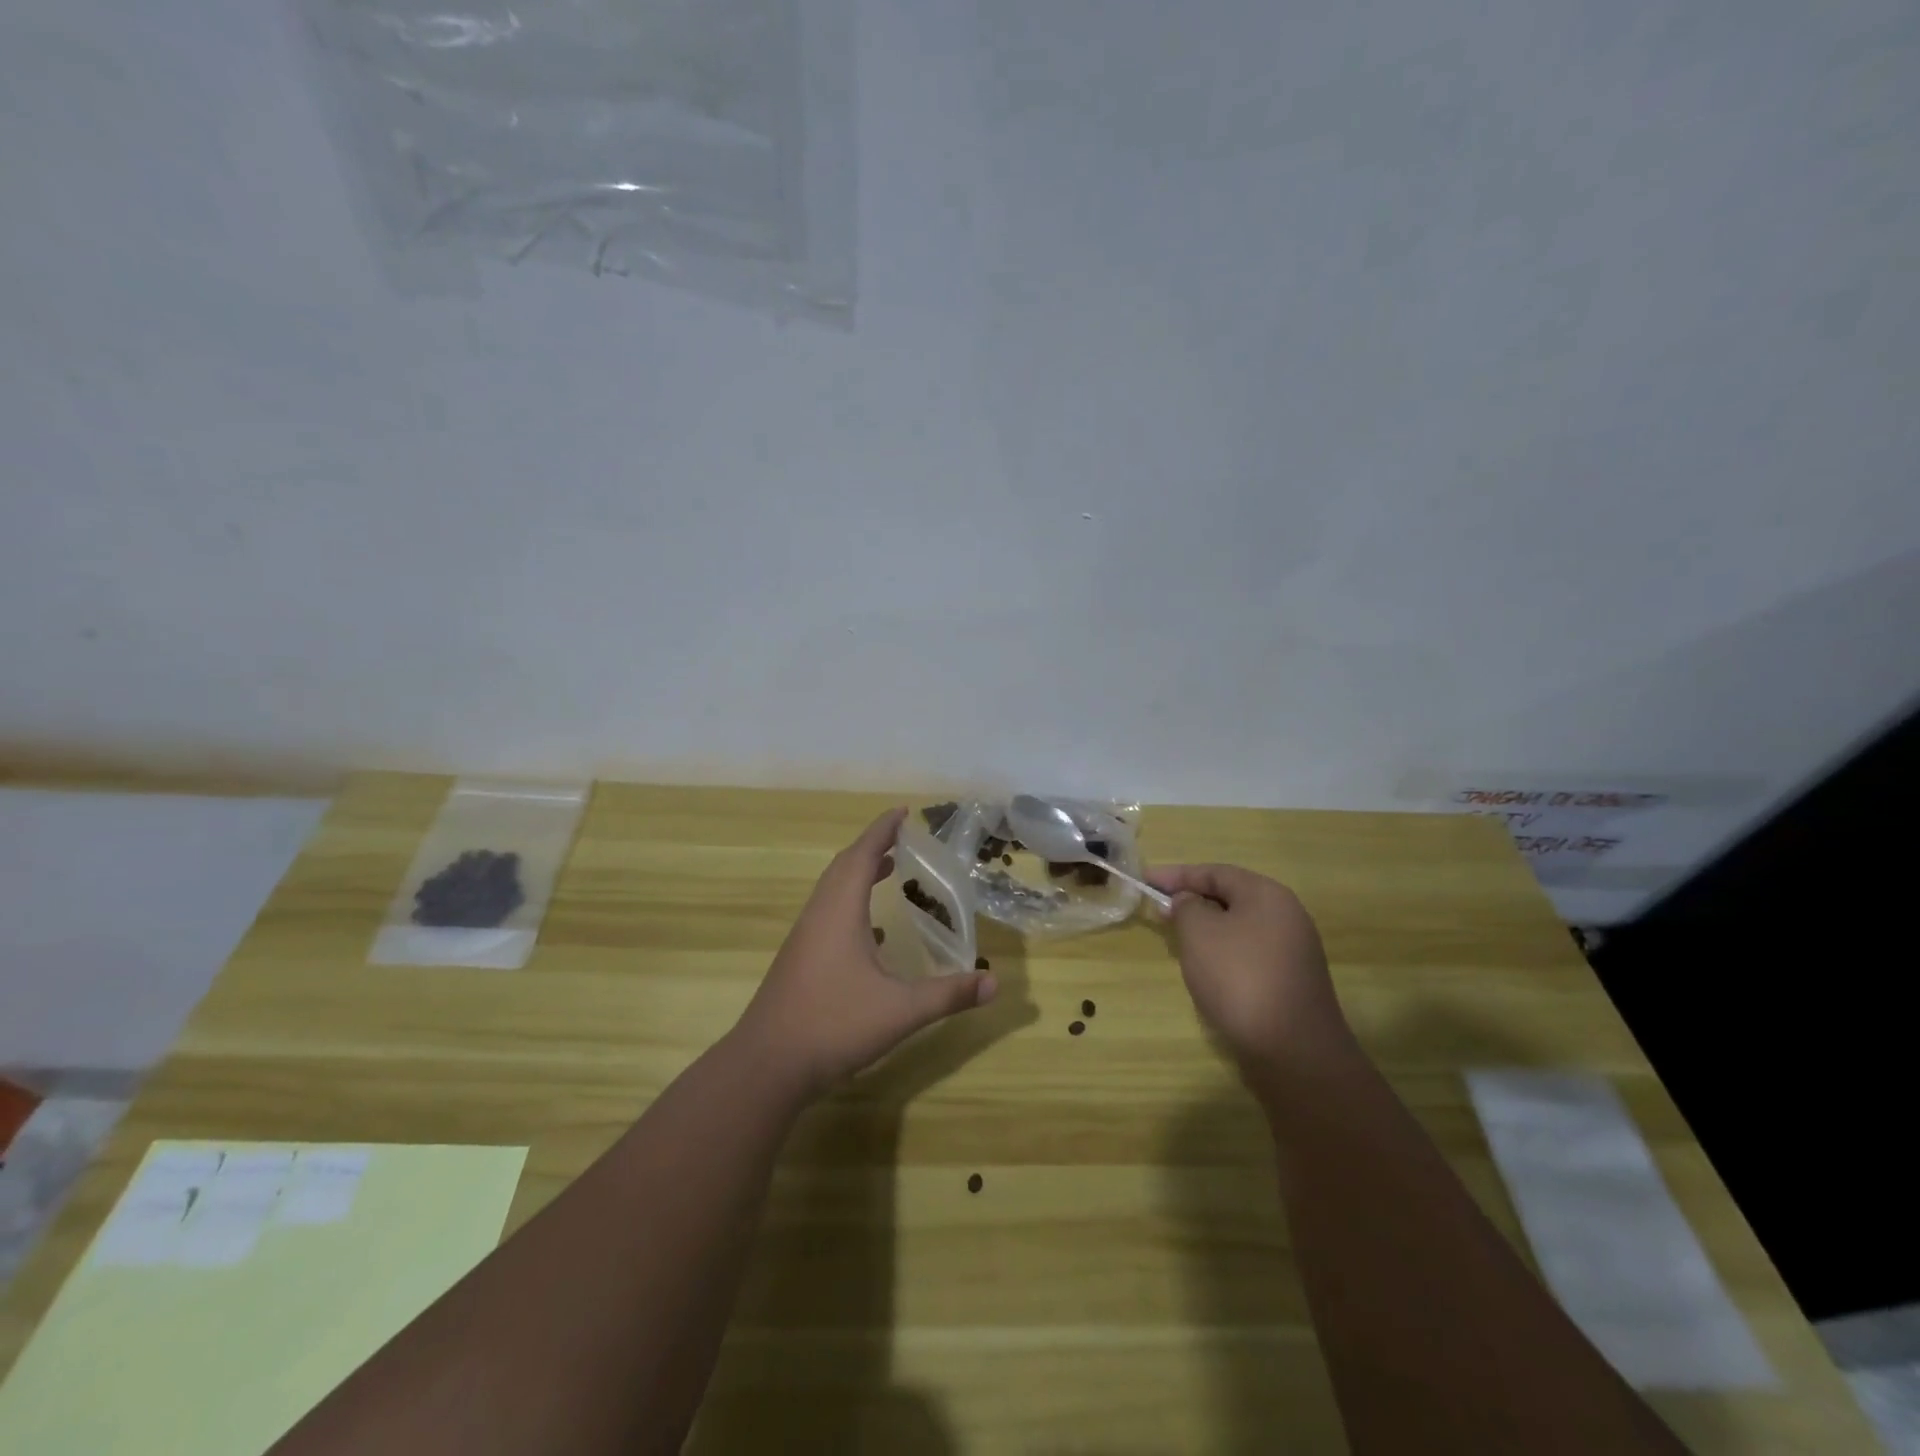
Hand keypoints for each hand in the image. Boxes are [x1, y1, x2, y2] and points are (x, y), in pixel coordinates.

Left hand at [733, 808, 997, 1098]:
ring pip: (832, 891)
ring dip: (858, 873)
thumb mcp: (900, 1010)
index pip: (862, 855)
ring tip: (887, 870)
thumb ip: (948, 995)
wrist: (768, 1065)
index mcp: (840, 911)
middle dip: (871, 846)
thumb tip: (994, 982)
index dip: (882, 830)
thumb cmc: (834, 1025)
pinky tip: (870, 932)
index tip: (902, 812)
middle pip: (843, 866)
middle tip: (900, 837)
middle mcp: (819, 915)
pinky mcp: (799, 960)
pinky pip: (827, 914)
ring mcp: (804, 938)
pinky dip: (849, 904)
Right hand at [1147, 863, 1351, 1073]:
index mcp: (1267, 894)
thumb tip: (1188, 901)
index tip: (1145, 880)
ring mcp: (1293, 952)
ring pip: (1239, 928)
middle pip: (1230, 898)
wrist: (1293, 1051)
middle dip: (1192, 902)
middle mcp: (1287, 916)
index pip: (1215, 872)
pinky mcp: (1291, 983)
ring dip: (1206, 930)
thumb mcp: (1199, 932)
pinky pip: (1249, 955)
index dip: (1177, 874)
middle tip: (1159, 911)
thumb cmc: (1239, 977)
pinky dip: (1222, 955)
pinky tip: (1206, 972)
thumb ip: (1186, 906)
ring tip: (1176, 941)